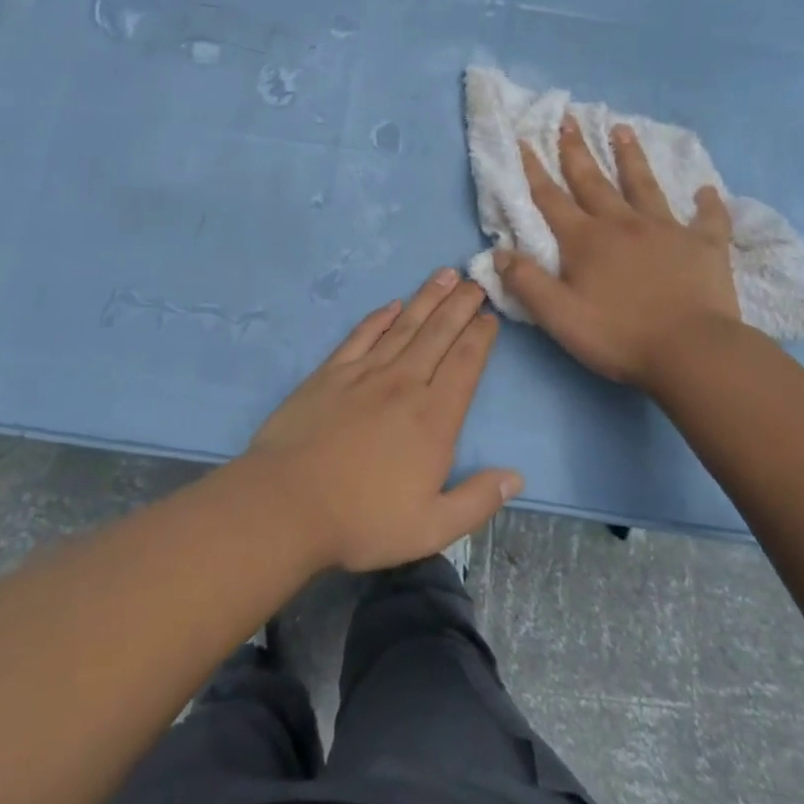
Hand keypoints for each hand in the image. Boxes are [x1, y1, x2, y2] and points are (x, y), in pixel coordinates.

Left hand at [249, 269, 522, 572]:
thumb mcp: (431, 528)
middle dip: (460, 305)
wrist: (287, 504)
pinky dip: (379, 317)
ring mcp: (364, 373)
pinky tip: (392, 305)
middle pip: (438, 334)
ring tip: (445, 275)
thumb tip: (516, 476)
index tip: (490, 316)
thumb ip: (477, 500)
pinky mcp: (331, 373)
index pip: (465, 364)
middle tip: (475, 280)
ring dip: (427, 298)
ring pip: (404, 326)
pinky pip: (361, 335)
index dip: (480, 336)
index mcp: (433, 418)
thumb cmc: (362, 520)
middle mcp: (404, 384)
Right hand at [494, 117, 740, 387]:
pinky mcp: (704, 245)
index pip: (552, 198)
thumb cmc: (619, 335)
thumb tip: (498, 252)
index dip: (535, 170)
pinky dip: (708, 204)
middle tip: (569, 119)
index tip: (525, 140)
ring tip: (623, 128)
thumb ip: (526, 282)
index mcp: (586, 240)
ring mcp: (666, 230)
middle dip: (577, 150)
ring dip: (631, 157)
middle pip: (594, 181)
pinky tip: (707, 190)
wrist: (692, 352)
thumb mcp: (559, 316)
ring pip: (644, 185)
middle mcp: (622, 224)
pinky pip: (708, 219)